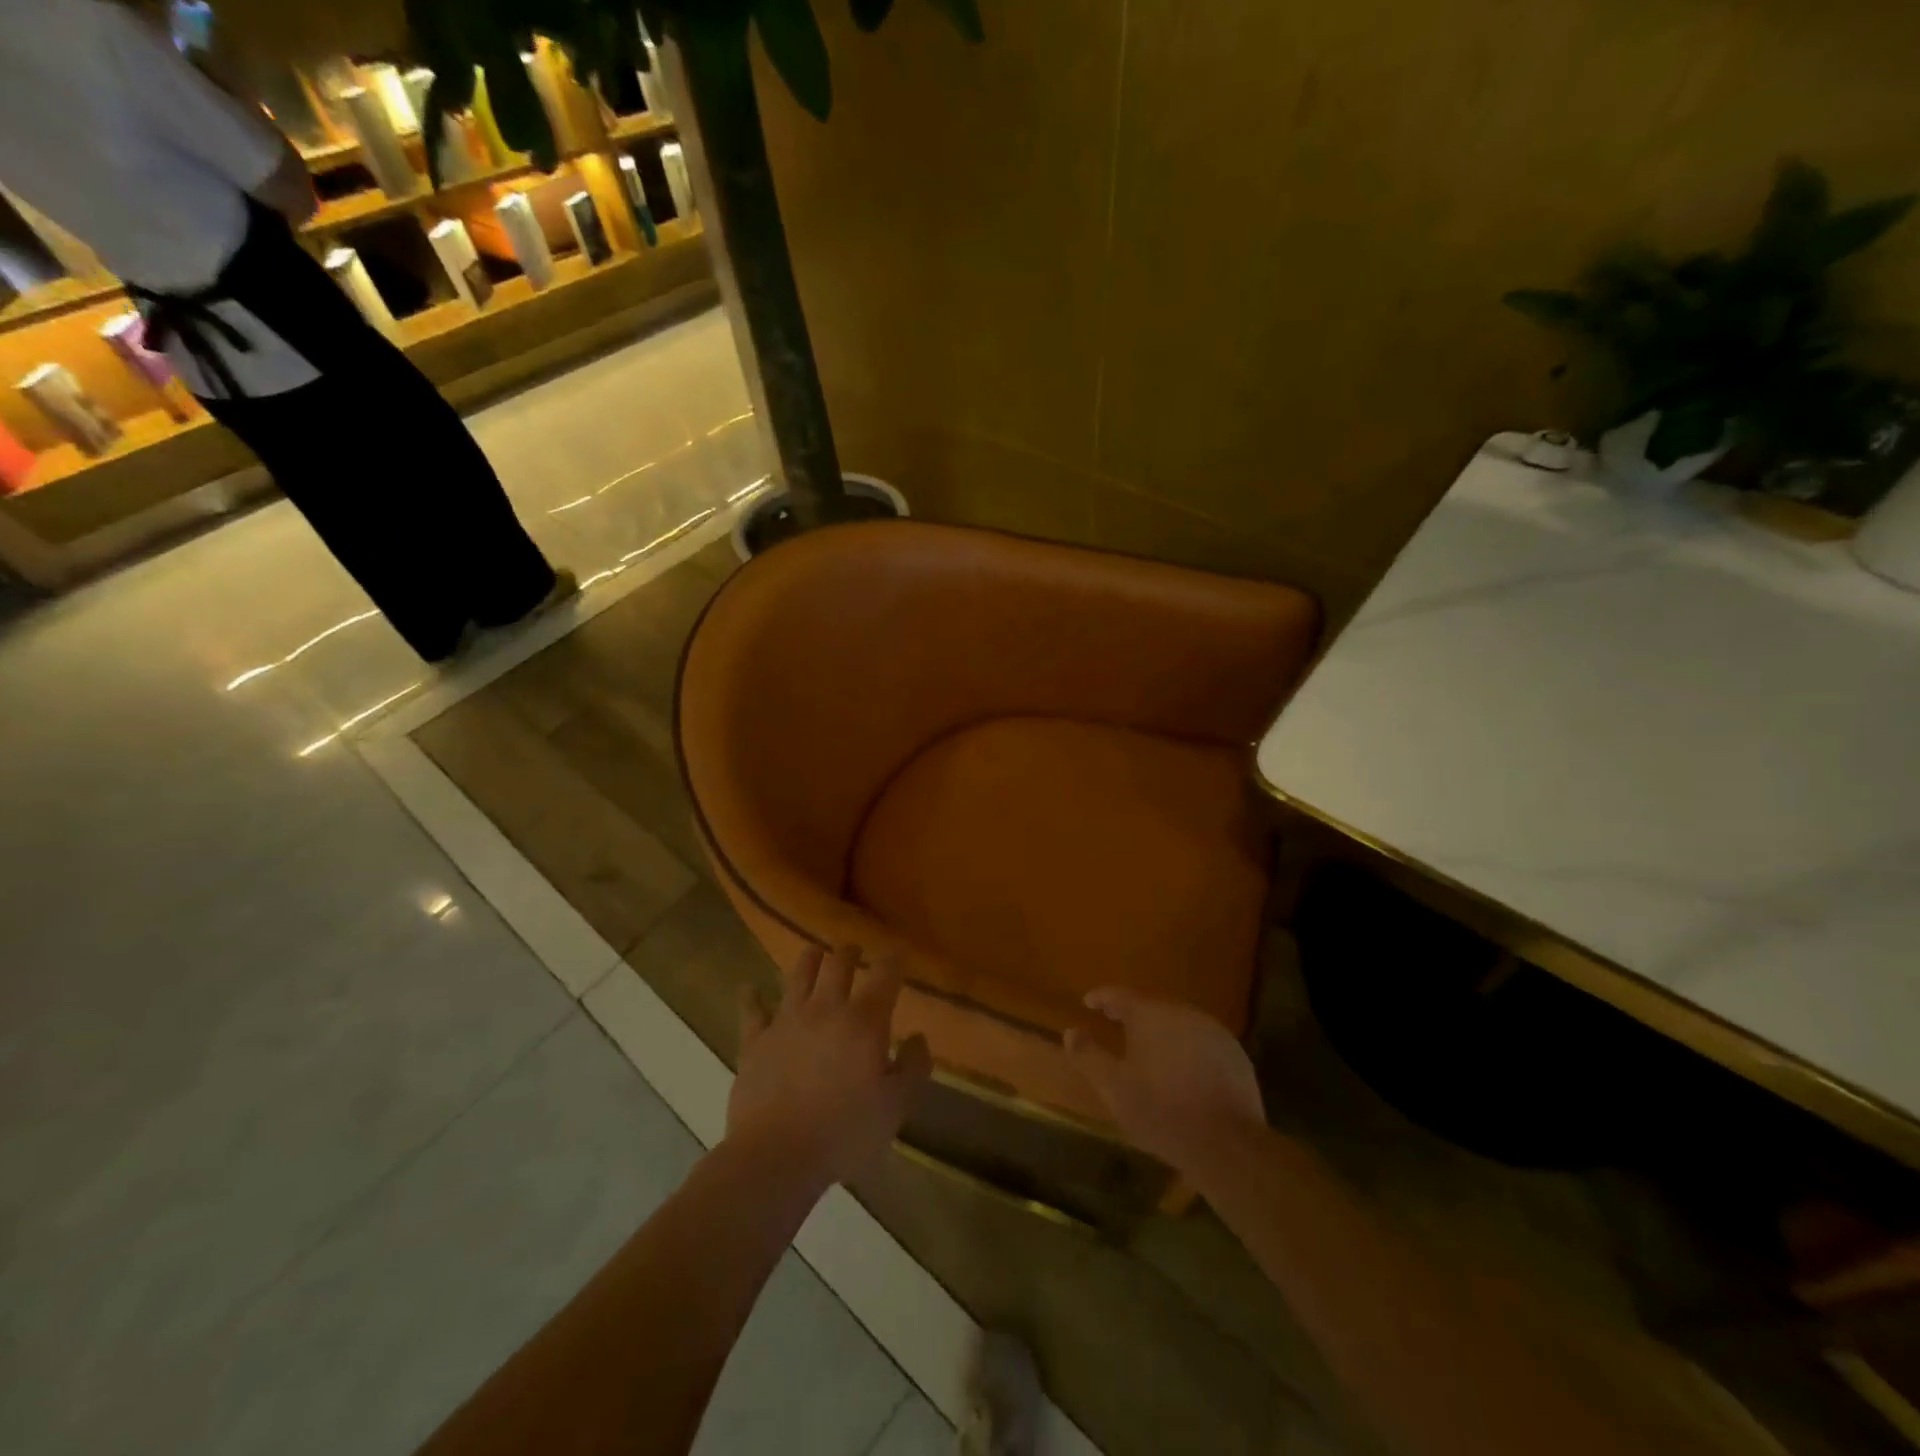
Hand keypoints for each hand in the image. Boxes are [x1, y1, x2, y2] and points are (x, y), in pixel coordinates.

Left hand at [727, 945, 931, 1190]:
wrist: (776, 1156)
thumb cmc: (845, 1133)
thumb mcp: (896, 1106)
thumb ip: (914, 1067)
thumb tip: (918, 1036)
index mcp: (864, 1021)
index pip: (885, 974)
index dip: (894, 959)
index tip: (898, 954)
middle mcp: (826, 1009)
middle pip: (838, 963)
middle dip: (849, 952)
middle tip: (854, 951)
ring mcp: (786, 1021)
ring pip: (798, 975)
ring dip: (809, 959)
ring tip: (815, 953)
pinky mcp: (755, 1041)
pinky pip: (752, 1011)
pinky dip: (751, 997)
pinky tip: (748, 988)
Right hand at [1064, 988, 1265, 1174]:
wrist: (1227, 1143)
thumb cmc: (1161, 1110)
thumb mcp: (1113, 1087)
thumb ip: (1088, 1055)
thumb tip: (1071, 1032)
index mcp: (1151, 1014)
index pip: (1120, 994)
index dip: (1102, 997)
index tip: (1088, 1002)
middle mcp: (1183, 1012)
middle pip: (1151, 1005)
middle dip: (1131, 1012)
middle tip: (1115, 1022)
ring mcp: (1213, 1031)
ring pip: (1178, 1022)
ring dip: (1160, 1030)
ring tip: (1147, 1047)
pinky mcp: (1234, 1054)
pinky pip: (1200, 1041)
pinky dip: (1185, 1047)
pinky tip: (1180, 1068)